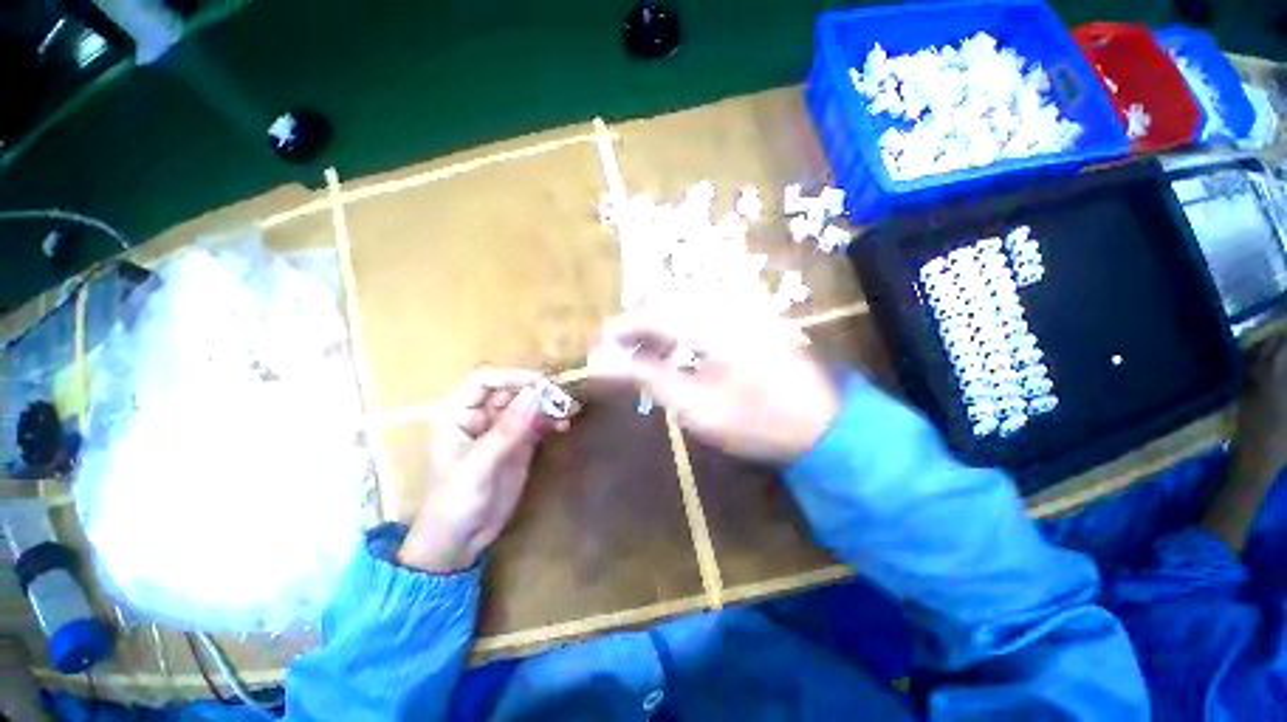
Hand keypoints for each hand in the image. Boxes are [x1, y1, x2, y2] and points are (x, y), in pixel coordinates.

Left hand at [397, 368, 568, 572]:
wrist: (460, 541)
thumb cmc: (455, 501)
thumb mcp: (479, 464)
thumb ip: (508, 429)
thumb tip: (536, 393)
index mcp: (459, 414)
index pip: (485, 380)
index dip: (513, 376)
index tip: (542, 383)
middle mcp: (481, 416)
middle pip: (511, 390)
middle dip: (537, 391)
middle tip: (562, 398)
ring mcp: (502, 430)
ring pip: (528, 406)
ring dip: (548, 405)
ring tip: (568, 411)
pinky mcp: (519, 444)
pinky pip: (538, 424)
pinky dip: (551, 421)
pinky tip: (564, 425)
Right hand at [593, 294, 839, 463]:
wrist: (825, 424)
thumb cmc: (758, 421)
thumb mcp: (696, 405)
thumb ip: (648, 376)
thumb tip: (603, 362)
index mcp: (711, 325)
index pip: (652, 315)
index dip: (621, 329)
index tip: (598, 347)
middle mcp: (724, 305)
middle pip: (666, 299)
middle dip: (637, 324)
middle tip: (621, 354)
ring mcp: (740, 309)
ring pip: (683, 304)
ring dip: (657, 326)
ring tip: (645, 357)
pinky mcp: (748, 319)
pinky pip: (701, 313)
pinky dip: (679, 329)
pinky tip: (677, 353)